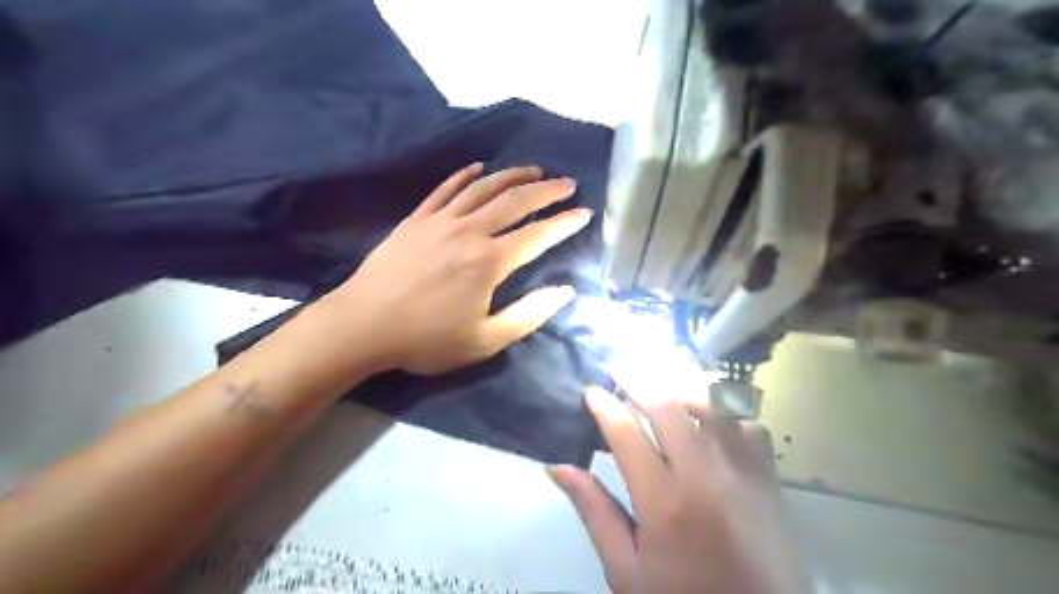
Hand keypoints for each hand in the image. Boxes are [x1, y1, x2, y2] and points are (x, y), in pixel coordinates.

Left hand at [323, 162, 592, 374]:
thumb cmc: (426, 339)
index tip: (585, 213)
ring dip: (513, 175)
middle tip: (568, 183)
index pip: (538, 235)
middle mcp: (469, 232)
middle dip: (546, 190)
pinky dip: (465, 175)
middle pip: (515, 201)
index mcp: (489, 262)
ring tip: (535, 169)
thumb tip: (565, 291)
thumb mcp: (485, 341)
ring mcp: (440, 221)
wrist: (363, 325)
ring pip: (484, 188)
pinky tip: (479, 167)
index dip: (565, 223)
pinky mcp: (417, 220)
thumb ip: (529, 314)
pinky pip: (445, 189)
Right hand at [551, 378, 807, 591]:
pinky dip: (725, 408)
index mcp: (664, 502)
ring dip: (681, 382)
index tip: (591, 391)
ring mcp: (743, 472)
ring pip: (713, 403)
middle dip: (639, 378)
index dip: (605, 406)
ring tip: (659, 374)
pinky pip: (748, 423)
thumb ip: (594, 513)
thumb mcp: (626, 570)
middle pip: (669, 405)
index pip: (627, 433)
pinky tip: (709, 412)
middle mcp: (705, 476)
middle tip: (619, 366)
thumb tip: (557, 467)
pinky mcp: (769, 477)